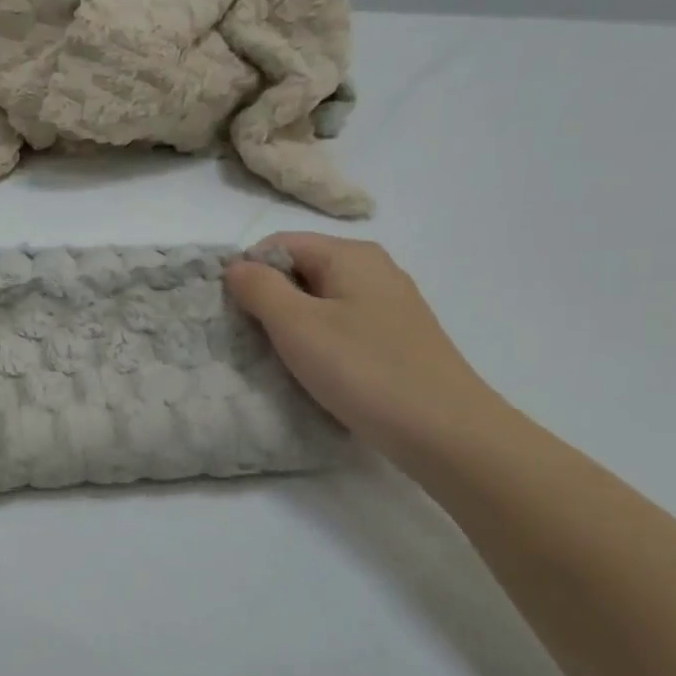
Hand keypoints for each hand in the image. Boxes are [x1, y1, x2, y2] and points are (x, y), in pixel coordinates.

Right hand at [225, 233, 509, 463]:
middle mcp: (373, 269)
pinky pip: (341, 325)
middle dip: (268, 299)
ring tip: (277, 358)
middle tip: (248, 339)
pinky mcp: (396, 338)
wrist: (444, 431)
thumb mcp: (297, 325)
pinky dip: (318, 341)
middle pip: (301, 270)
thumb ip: (260, 289)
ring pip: (320, 301)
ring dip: (291, 324)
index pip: (279, 244)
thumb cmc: (363, 370)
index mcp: (350, 255)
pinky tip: (314, 370)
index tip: (231, 312)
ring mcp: (389, 304)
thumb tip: (236, 267)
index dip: (247, 272)